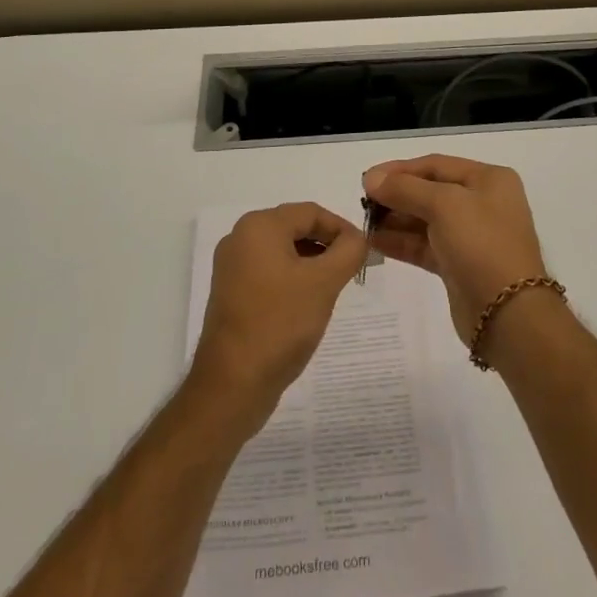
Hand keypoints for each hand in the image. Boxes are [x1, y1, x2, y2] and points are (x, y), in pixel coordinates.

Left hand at [189, 203, 365, 421]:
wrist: (232, 384)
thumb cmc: (280, 323)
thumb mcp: (324, 283)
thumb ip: (349, 251)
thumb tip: (359, 238)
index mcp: (259, 226)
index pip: (311, 212)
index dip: (342, 228)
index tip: (364, 250)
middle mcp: (240, 238)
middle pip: (295, 228)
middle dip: (327, 245)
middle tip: (353, 268)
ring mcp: (232, 267)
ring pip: (283, 251)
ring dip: (312, 262)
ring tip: (334, 287)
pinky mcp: (231, 292)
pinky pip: (270, 272)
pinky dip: (293, 278)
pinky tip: (309, 302)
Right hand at [362, 156, 548, 347]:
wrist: (509, 314)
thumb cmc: (481, 244)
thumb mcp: (444, 205)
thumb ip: (405, 189)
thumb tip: (371, 179)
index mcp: (488, 179)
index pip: (436, 164)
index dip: (400, 169)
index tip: (367, 179)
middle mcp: (482, 202)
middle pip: (430, 190)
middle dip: (396, 195)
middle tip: (362, 203)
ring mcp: (471, 235)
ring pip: (425, 220)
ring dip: (394, 219)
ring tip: (364, 222)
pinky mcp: (458, 265)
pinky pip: (424, 245)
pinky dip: (401, 242)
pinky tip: (374, 241)